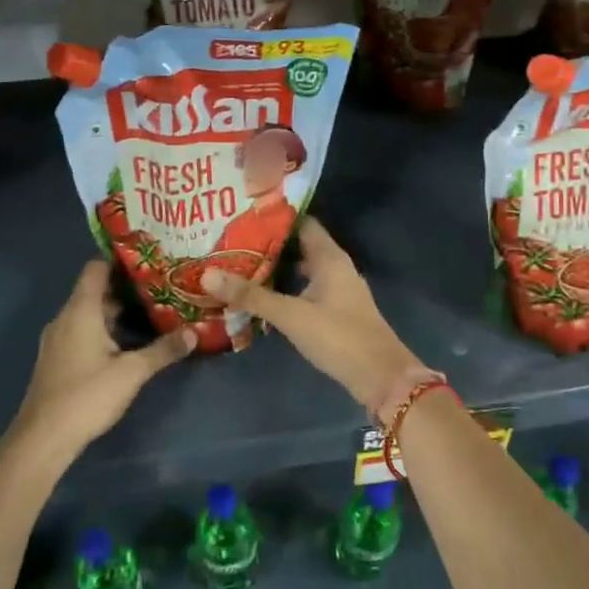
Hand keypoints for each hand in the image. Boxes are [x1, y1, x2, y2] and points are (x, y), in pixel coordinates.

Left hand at [10, 261, 194, 456]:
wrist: (43, 438)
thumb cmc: (87, 396)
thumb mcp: (132, 372)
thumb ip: (163, 350)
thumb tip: (193, 332)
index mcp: (80, 311)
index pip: (95, 268)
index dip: (120, 261)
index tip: (148, 261)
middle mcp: (65, 318)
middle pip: (94, 291)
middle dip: (125, 288)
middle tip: (159, 288)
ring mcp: (58, 340)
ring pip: (88, 313)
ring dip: (115, 312)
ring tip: (149, 312)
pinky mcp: (57, 359)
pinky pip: (81, 331)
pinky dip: (103, 329)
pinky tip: (126, 343)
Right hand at [201, 217, 418, 411]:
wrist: (380, 377)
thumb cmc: (338, 337)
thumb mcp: (291, 315)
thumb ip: (251, 295)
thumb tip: (207, 274)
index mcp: (329, 257)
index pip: (301, 222)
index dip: (275, 215)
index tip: (242, 211)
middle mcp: (335, 267)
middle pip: (299, 245)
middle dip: (268, 242)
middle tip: (230, 238)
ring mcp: (336, 290)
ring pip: (301, 269)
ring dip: (275, 266)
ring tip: (238, 263)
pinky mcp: (334, 311)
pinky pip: (304, 289)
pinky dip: (284, 287)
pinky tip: (260, 295)